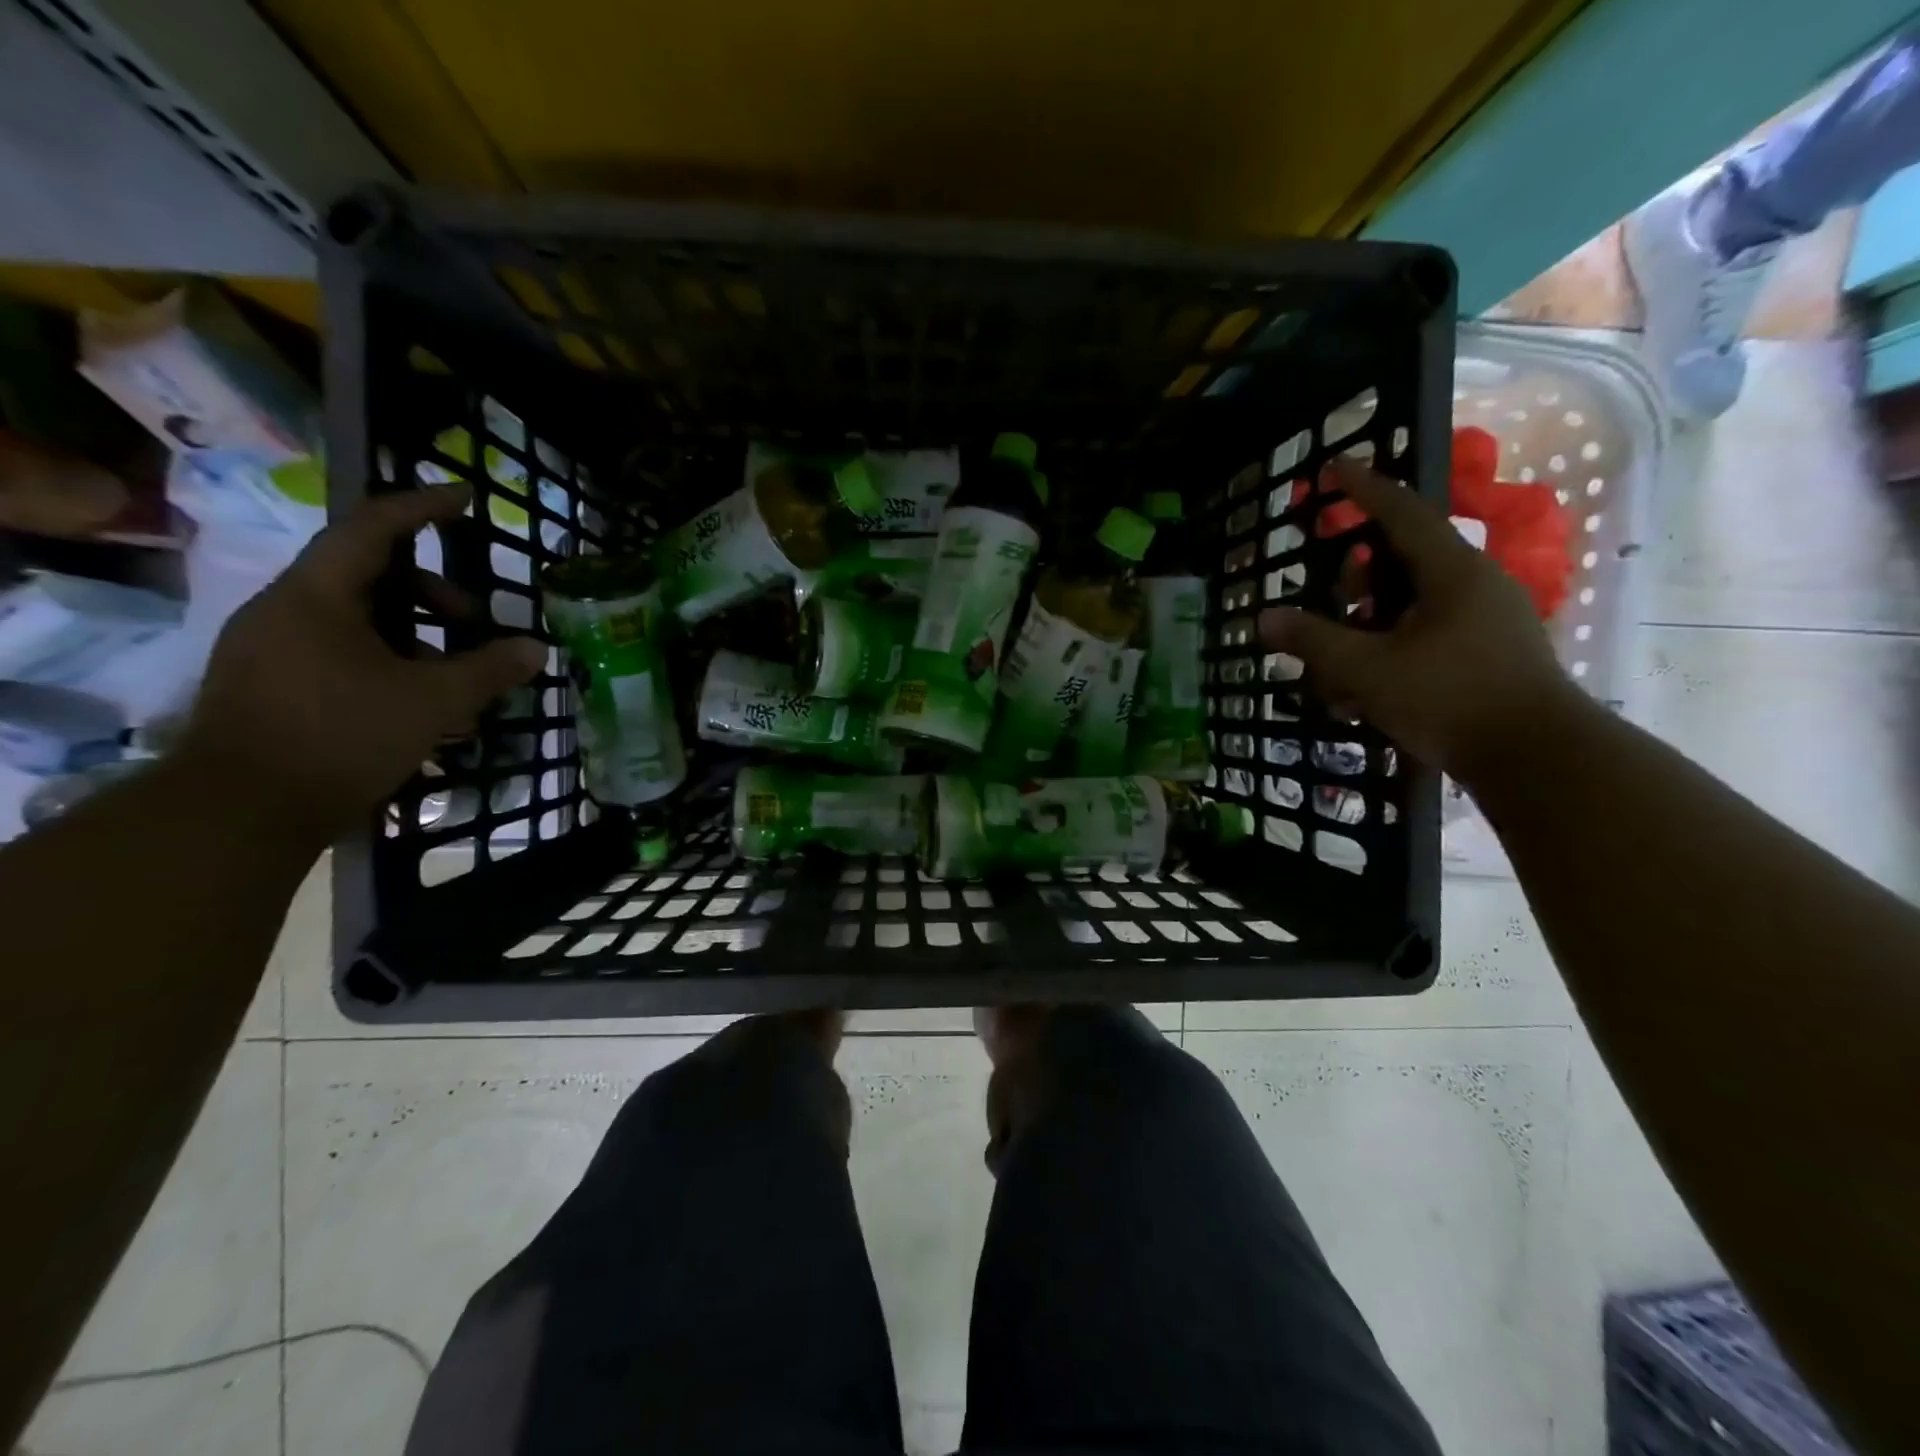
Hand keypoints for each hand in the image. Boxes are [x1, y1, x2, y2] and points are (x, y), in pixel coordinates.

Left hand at [179, 486, 546, 838]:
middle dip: (433, 593)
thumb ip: (489, 670)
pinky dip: (388, 662)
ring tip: (455, 676)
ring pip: (358, 619)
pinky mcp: (270, 685)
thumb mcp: (433, 701)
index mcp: (317, 595)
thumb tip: (536, 649)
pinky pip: (340, 651)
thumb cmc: (341, 737)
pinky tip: (419, 704)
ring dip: (415, 635)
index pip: (373, 528)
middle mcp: (286, 610)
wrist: (239, 812)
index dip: (422, 508)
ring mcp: (272, 648)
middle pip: (370, 575)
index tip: (465, 499)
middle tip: (476, 624)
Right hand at [1258, 461, 1585, 782]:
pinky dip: (1389, 654)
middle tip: (1328, 596)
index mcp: (1452, 572)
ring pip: (1410, 607)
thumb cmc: (1450, 699)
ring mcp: (1487, 620)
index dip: (1363, 488)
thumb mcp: (1367, 670)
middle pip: (1402, 562)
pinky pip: (1426, 636)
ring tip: (1336, 672)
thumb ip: (1313, 640)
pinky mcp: (1489, 654)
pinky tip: (1362, 698)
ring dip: (1367, 629)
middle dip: (1356, 579)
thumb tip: (1263, 617)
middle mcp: (1474, 585)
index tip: (1332, 467)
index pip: (1401, 512)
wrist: (1538, 760)